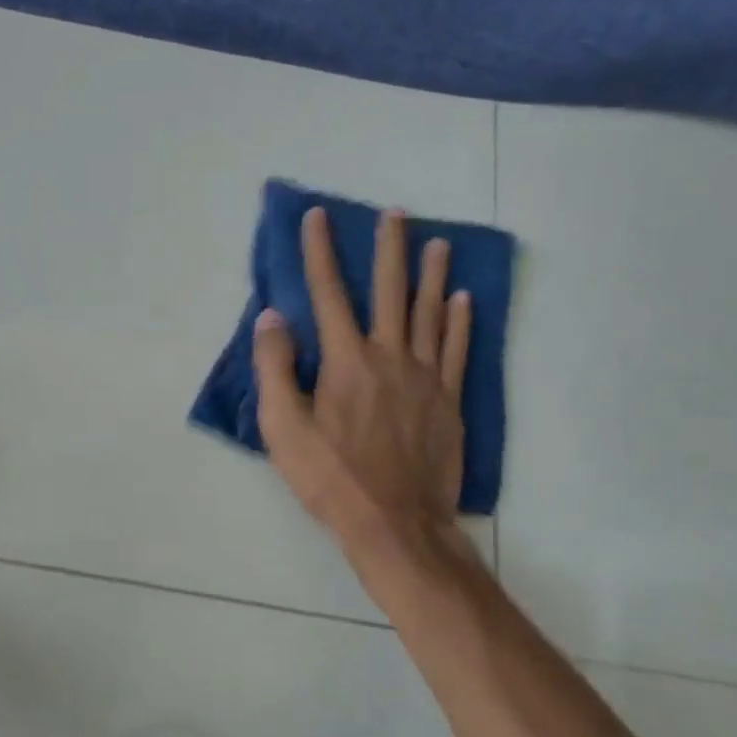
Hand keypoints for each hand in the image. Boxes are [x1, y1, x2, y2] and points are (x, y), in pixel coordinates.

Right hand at [253, 206, 484, 605]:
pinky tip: (464, 299)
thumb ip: (275, 367)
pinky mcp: (448, 401)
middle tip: (396, 213)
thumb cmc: (331, 477)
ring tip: (437, 242)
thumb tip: (272, 317)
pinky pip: (456, 349)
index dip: (320, 252)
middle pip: (389, 290)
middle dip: (389, 249)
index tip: (318, 217)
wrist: (395, 523)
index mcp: (346, 360)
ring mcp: (425, 377)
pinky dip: (461, 320)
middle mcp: (388, 356)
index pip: (328, 293)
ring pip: (430, 312)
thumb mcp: (283, 427)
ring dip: (432, 275)